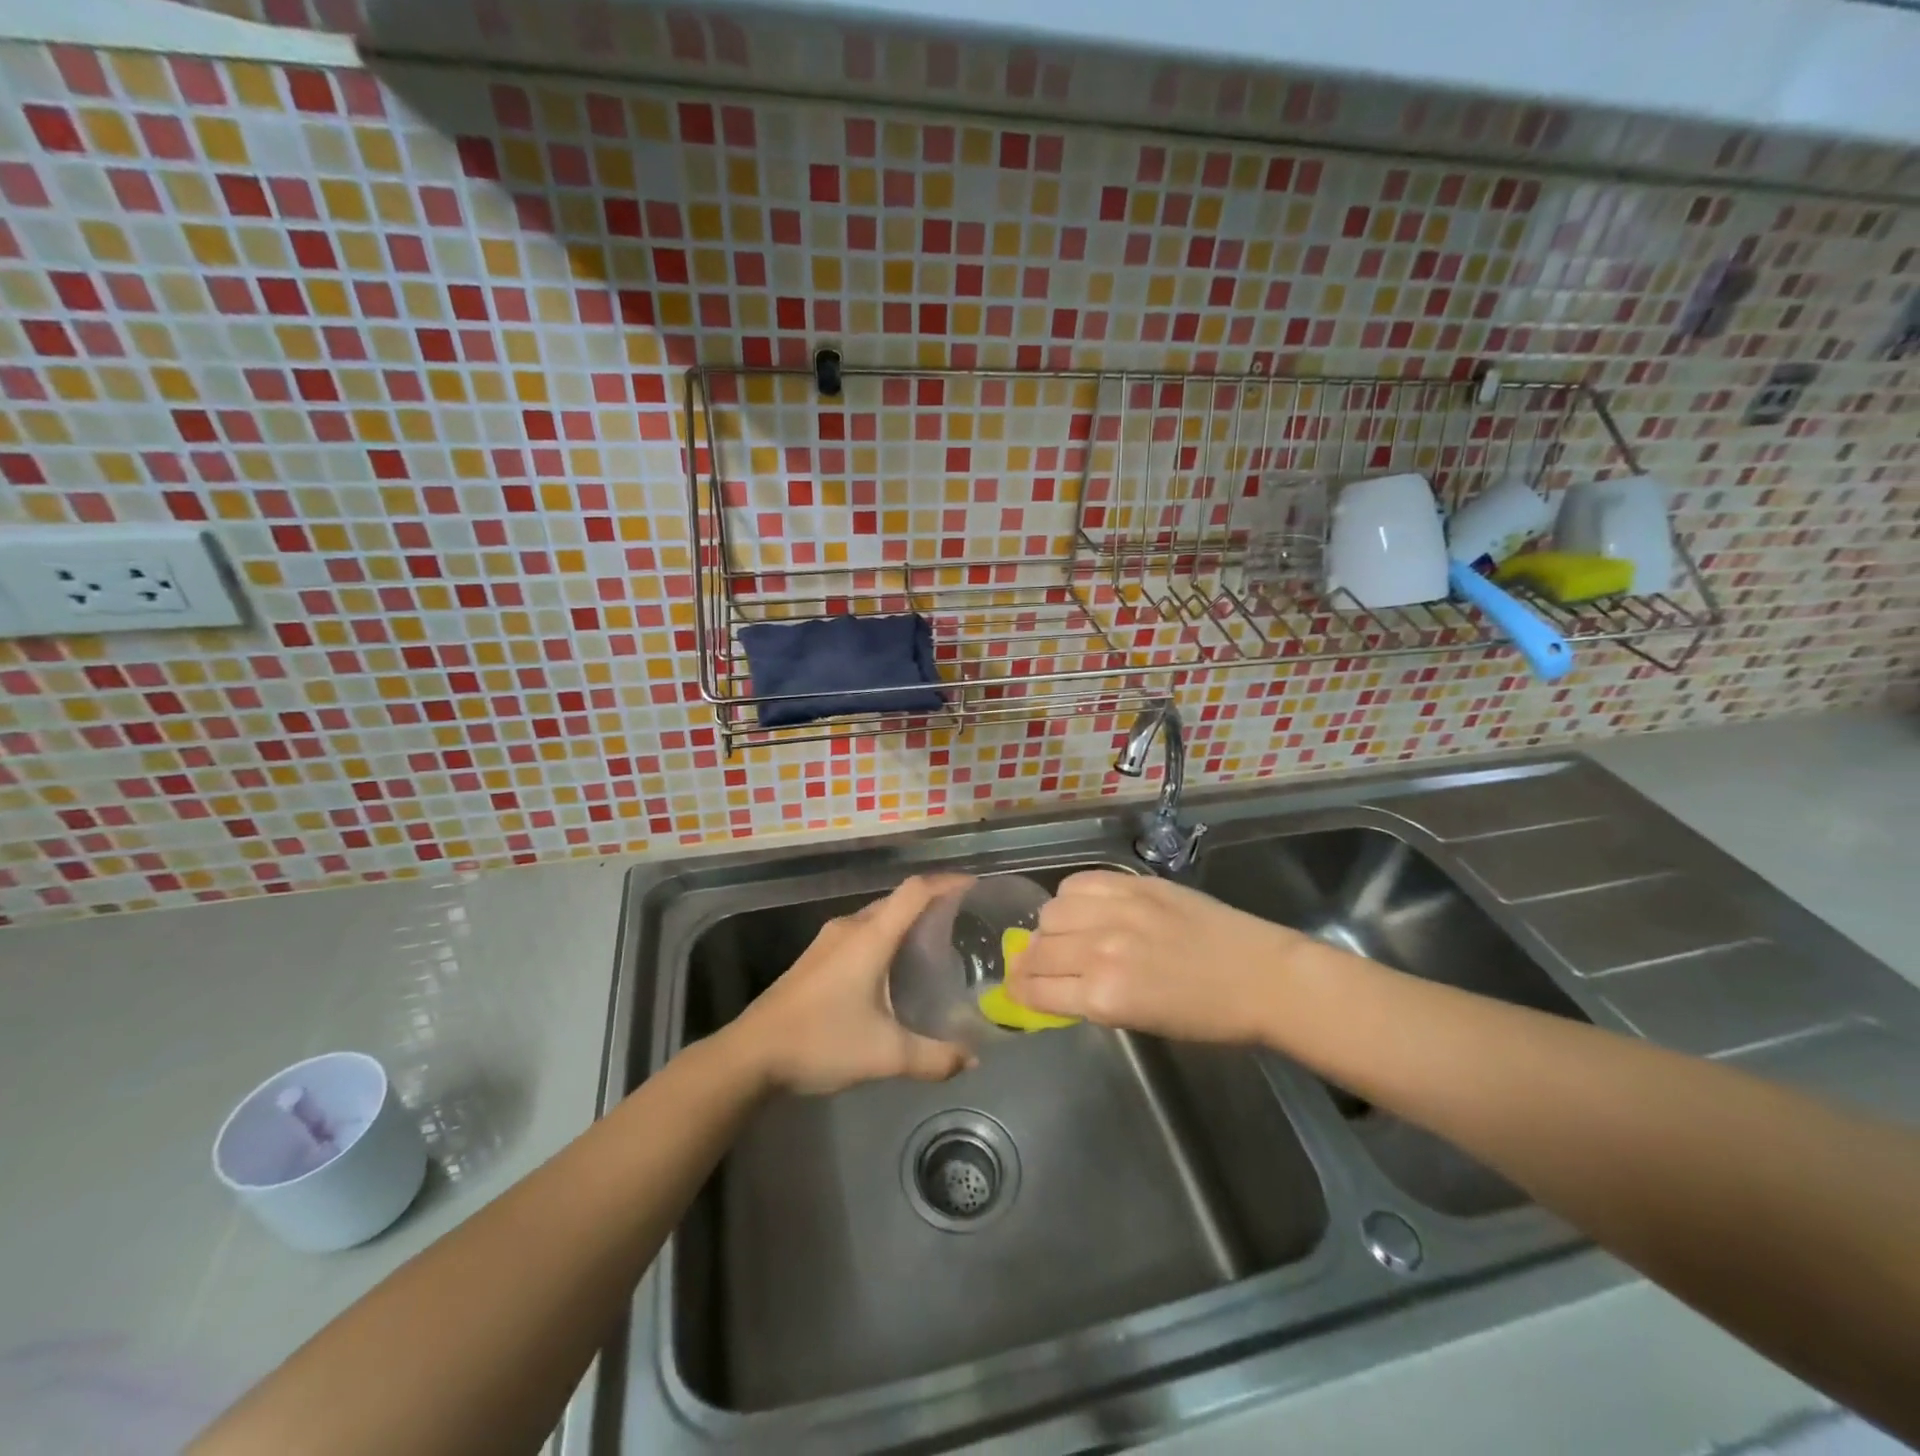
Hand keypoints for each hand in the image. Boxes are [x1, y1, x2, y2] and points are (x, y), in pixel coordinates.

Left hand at [726, 875, 976, 1095]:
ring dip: (905, 922)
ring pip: (876, 917)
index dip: (946, 882)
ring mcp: (827, 941)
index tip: (974, 887)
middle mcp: (850, 928)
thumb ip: (934, 1058)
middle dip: (931, 904)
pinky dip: (885, 938)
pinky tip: (892, 970)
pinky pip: (860, 934)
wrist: (750, 1055)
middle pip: (896, 900)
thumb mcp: (885, 1055)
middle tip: (962, 925)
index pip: (915, 891)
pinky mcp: (815, 958)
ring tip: (934, 946)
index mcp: (870, 937)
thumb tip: (973, 1060)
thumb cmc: (821, 1042)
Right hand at [1005, 870, 1309, 1044]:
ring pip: (1051, 912)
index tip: (1016, 989)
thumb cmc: (1206, 1017)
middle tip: (1035, 964)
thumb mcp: (1140, 1021)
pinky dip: (1071, 896)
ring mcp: (1116, 911)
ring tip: (1063, 934)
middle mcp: (1100, 951)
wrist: (1261, 977)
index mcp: (1104, 997)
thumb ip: (1092, 999)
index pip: (1035, 989)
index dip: (1019, 990)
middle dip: (1029, 962)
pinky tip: (1082, 906)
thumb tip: (1054, 985)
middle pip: (1038, 949)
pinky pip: (1078, 882)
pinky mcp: (1132, 883)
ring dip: (1049, 927)